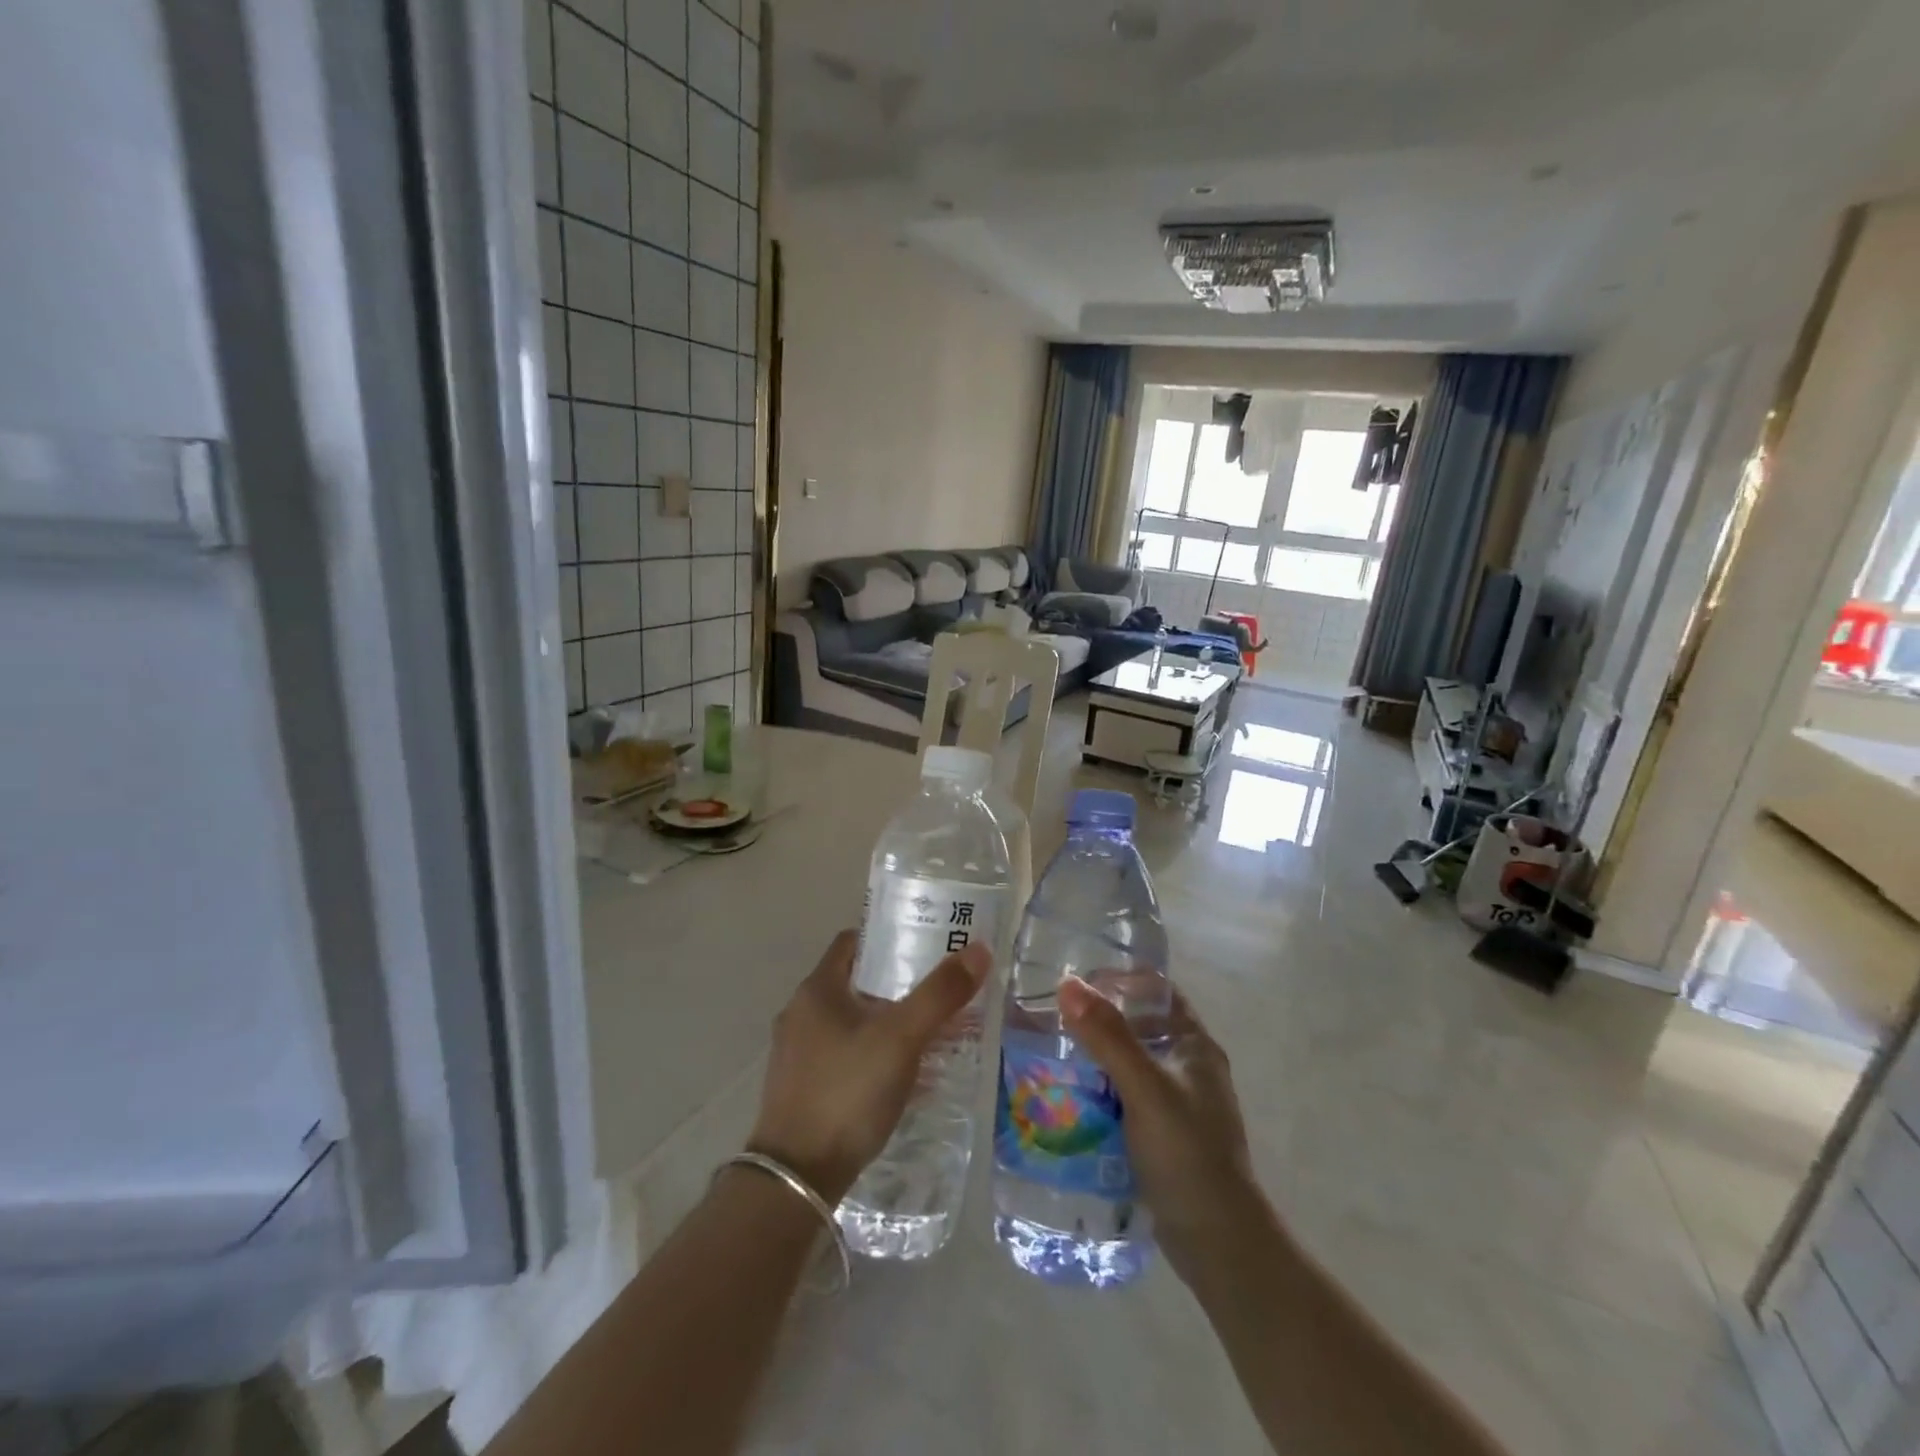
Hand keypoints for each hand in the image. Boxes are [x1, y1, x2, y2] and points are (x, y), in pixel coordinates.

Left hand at [748, 930, 992, 1204]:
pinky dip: (873, 1054)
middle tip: (939, 989)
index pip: (854, 942)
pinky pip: (844, 1055)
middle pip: (855, 982)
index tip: (926, 943)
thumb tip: (978, 949)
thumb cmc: (847, 1092)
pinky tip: (902, 1075)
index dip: (889, 937)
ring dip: (886, 1022)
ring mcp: (797, 1053)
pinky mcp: (801, 1088)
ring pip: (851, 1021)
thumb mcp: (901, 1038)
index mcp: (817, 989)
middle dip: (897, 984)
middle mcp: (801, 1013)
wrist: (796, 1179)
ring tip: (930, 1032)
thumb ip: (940, 994)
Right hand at [1058, 978, 1265, 1278]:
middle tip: (1052, 1021)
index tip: (1077, 983)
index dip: (1120, 979)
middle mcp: (1189, 1068)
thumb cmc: (1187, 1154)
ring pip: (1129, 1065)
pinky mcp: (1163, 1136)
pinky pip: (1125, 1099)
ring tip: (1051, 1057)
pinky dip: (1100, 1094)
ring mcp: (1177, 1104)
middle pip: (1139, 1026)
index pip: (1157, 991)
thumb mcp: (1144, 1088)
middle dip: (1098, 1022)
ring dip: (1095, 1059)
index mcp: (1194, 1045)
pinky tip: (1070, 1101)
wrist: (1219, 1244)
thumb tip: (1068, 983)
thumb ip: (1107, 1036)